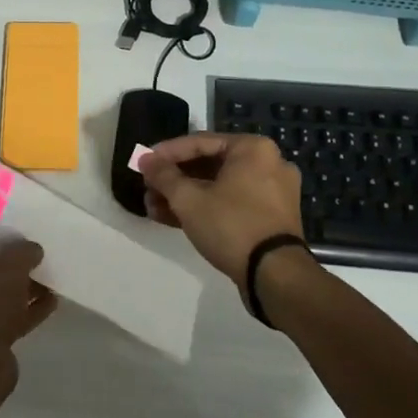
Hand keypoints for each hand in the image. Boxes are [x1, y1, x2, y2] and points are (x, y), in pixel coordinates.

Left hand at [0, 235, 56, 399]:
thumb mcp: (10, 266)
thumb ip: (23, 251)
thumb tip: (32, 249)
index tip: (12, 230)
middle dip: (6, 263)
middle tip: (31, 254)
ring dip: (17, 288)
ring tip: (46, 278)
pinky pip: (0, 319)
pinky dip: (22, 311)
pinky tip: (50, 303)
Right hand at [139, 133, 306, 284]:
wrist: (275, 275)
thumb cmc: (231, 225)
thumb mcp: (189, 199)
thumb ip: (163, 175)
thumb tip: (145, 159)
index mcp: (253, 149)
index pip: (199, 142)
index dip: (166, 153)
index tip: (142, 163)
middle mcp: (268, 164)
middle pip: (209, 165)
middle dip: (174, 179)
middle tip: (148, 188)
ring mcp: (273, 192)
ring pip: (219, 187)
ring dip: (185, 196)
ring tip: (153, 208)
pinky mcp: (271, 218)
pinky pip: (232, 203)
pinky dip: (205, 208)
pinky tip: (173, 219)